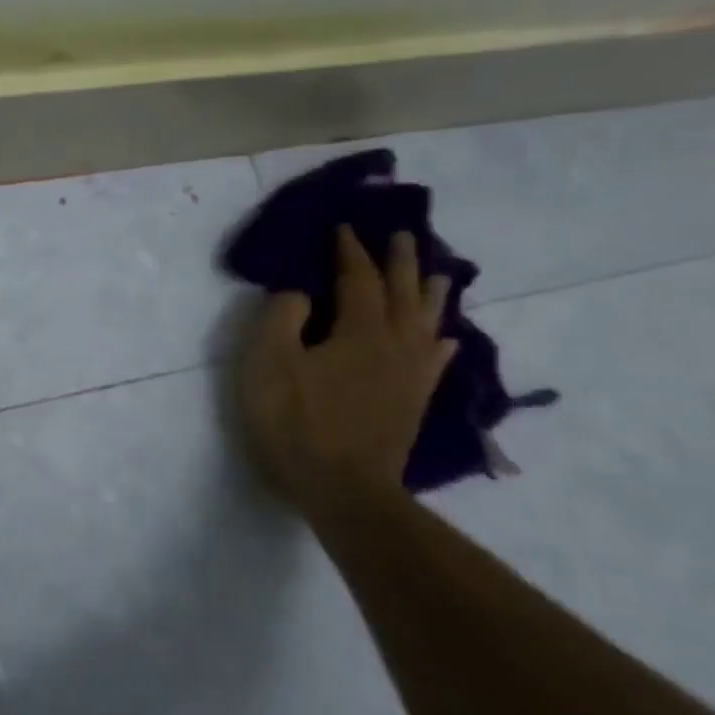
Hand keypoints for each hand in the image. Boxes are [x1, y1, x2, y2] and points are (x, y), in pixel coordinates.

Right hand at [239, 227, 456, 509]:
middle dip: (399, 261)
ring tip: (436, 273)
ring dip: (429, 292)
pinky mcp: (414, 401)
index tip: (345, 227)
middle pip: (403, 292)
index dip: (350, 251)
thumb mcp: (269, 363)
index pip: (358, 278)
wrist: (343, 487)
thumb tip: (299, 292)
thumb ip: (281, 317)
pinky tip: (445, 338)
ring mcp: (410, 374)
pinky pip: (435, 360)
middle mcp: (395, 343)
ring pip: (427, 321)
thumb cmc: (296, 421)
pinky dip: (441, 340)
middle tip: (402, 234)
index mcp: (360, 329)